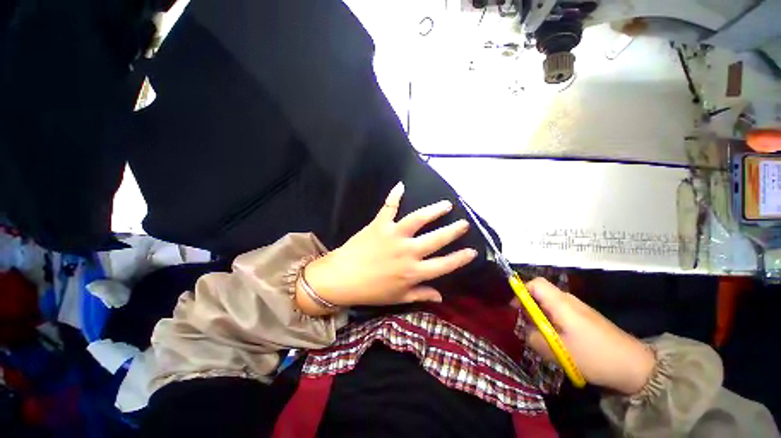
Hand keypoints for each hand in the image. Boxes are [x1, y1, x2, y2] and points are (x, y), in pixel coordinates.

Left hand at [297, 182, 476, 313]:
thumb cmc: (371, 290)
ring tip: (446, 204)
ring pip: (418, 219)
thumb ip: (420, 294)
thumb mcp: (398, 298)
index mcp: (413, 272)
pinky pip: (389, 207)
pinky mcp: (379, 225)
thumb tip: (441, 296)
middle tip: (464, 223)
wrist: (341, 279)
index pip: (444, 264)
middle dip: (454, 230)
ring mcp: (394, 235)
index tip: (473, 251)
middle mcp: (408, 252)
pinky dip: (394, 195)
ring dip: (434, 210)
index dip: (461, 258)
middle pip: (437, 239)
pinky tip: (401, 185)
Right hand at [513, 278, 655, 394]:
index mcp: (561, 303)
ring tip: (542, 335)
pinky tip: (558, 339)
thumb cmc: (594, 355)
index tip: (515, 308)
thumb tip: (525, 331)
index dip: (521, 291)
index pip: (535, 283)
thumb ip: (534, 339)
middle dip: (529, 306)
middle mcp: (569, 300)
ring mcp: (579, 309)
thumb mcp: (558, 352)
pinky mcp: (586, 318)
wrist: (635, 366)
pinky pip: (561, 312)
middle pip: (541, 292)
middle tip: (528, 325)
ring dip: (541, 316)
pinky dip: (553, 321)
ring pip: (550, 303)